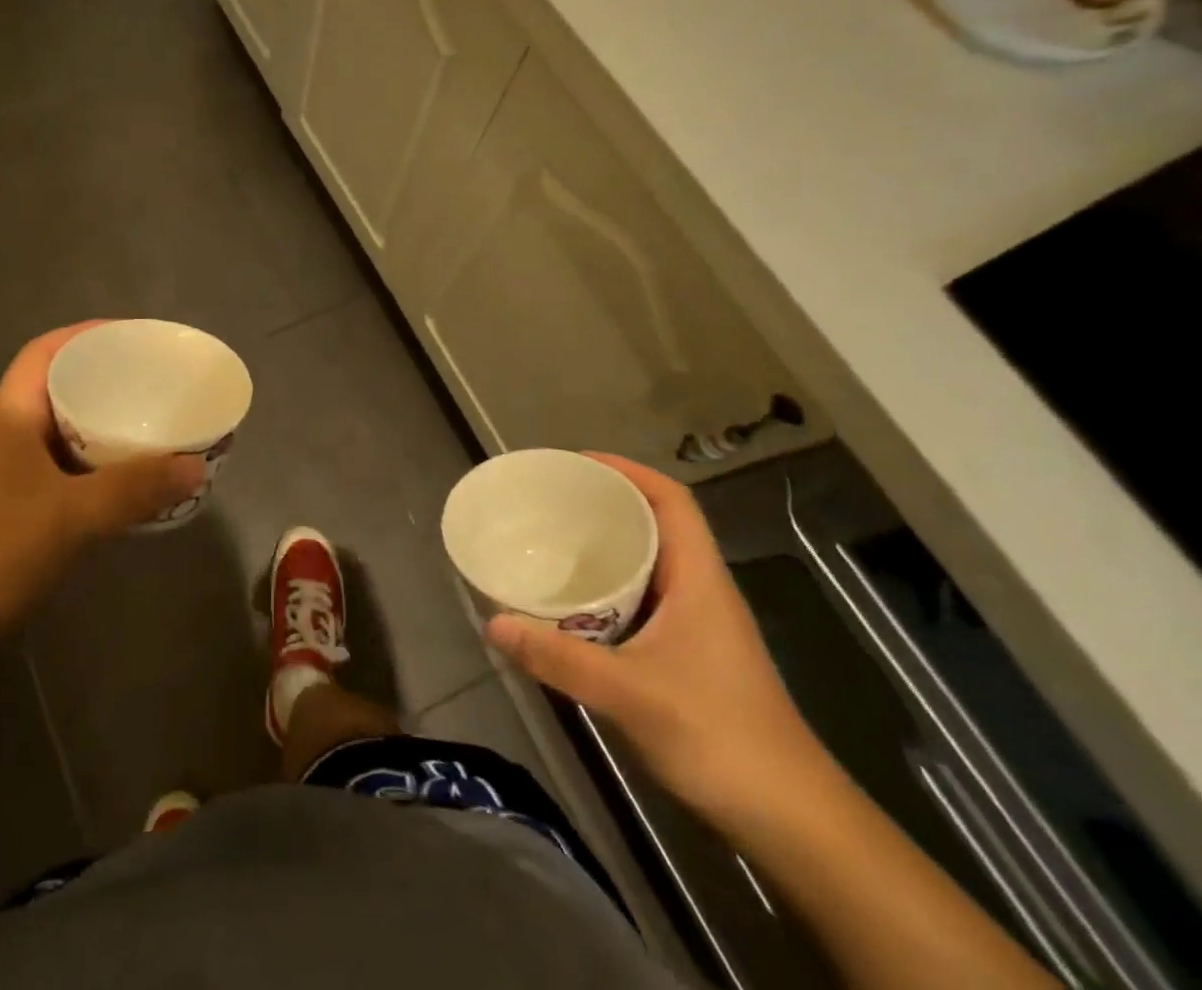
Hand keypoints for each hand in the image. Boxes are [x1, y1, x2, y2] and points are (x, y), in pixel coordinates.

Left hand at [0, 323, 203, 624]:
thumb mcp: (69, 515)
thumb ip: (134, 489)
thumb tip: (196, 465)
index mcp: (12, 417)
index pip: (44, 353)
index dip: (84, 335)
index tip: (132, 336)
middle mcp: (13, 439)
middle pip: (63, 391)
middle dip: (109, 381)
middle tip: (159, 383)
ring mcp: (17, 480)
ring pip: (71, 437)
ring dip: (111, 430)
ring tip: (160, 427)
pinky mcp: (25, 517)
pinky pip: (75, 477)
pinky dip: (106, 473)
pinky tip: (138, 485)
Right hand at [486, 453, 831, 826]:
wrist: (794, 823)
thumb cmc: (721, 739)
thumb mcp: (631, 695)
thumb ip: (560, 658)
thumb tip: (493, 622)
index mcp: (699, 580)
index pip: (671, 501)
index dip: (627, 470)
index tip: (576, 463)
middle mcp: (700, 591)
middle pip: (655, 524)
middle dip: (604, 504)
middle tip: (549, 501)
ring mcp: (698, 626)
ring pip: (648, 564)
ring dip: (605, 548)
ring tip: (551, 541)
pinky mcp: (689, 656)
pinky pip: (641, 600)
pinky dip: (607, 589)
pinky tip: (572, 606)